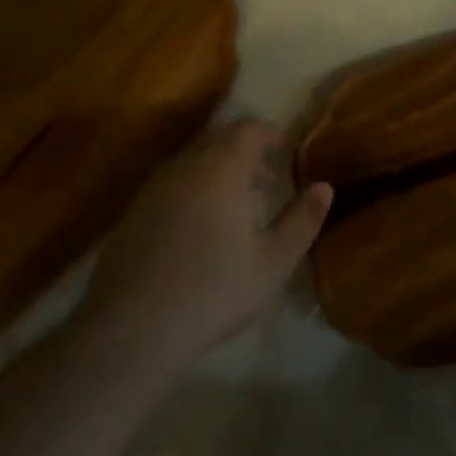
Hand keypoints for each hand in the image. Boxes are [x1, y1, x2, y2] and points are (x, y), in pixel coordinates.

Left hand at [79, 120, 332, 366]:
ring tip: (236, 207)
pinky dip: (192, 189)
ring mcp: (153, 187)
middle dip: (245, 152)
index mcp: (222, 168)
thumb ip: (302, 220)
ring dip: (217, 171)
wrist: (131, 327)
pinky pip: (171, 183)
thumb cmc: (214, 290)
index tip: (285, 155)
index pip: (248, 128)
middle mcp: (185, 165)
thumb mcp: (274, 261)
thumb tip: (324, 187)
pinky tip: (199, 229)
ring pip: (192, 161)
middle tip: (266, 182)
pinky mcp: (132, 211)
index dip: (270, 135)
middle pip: (218, 139)